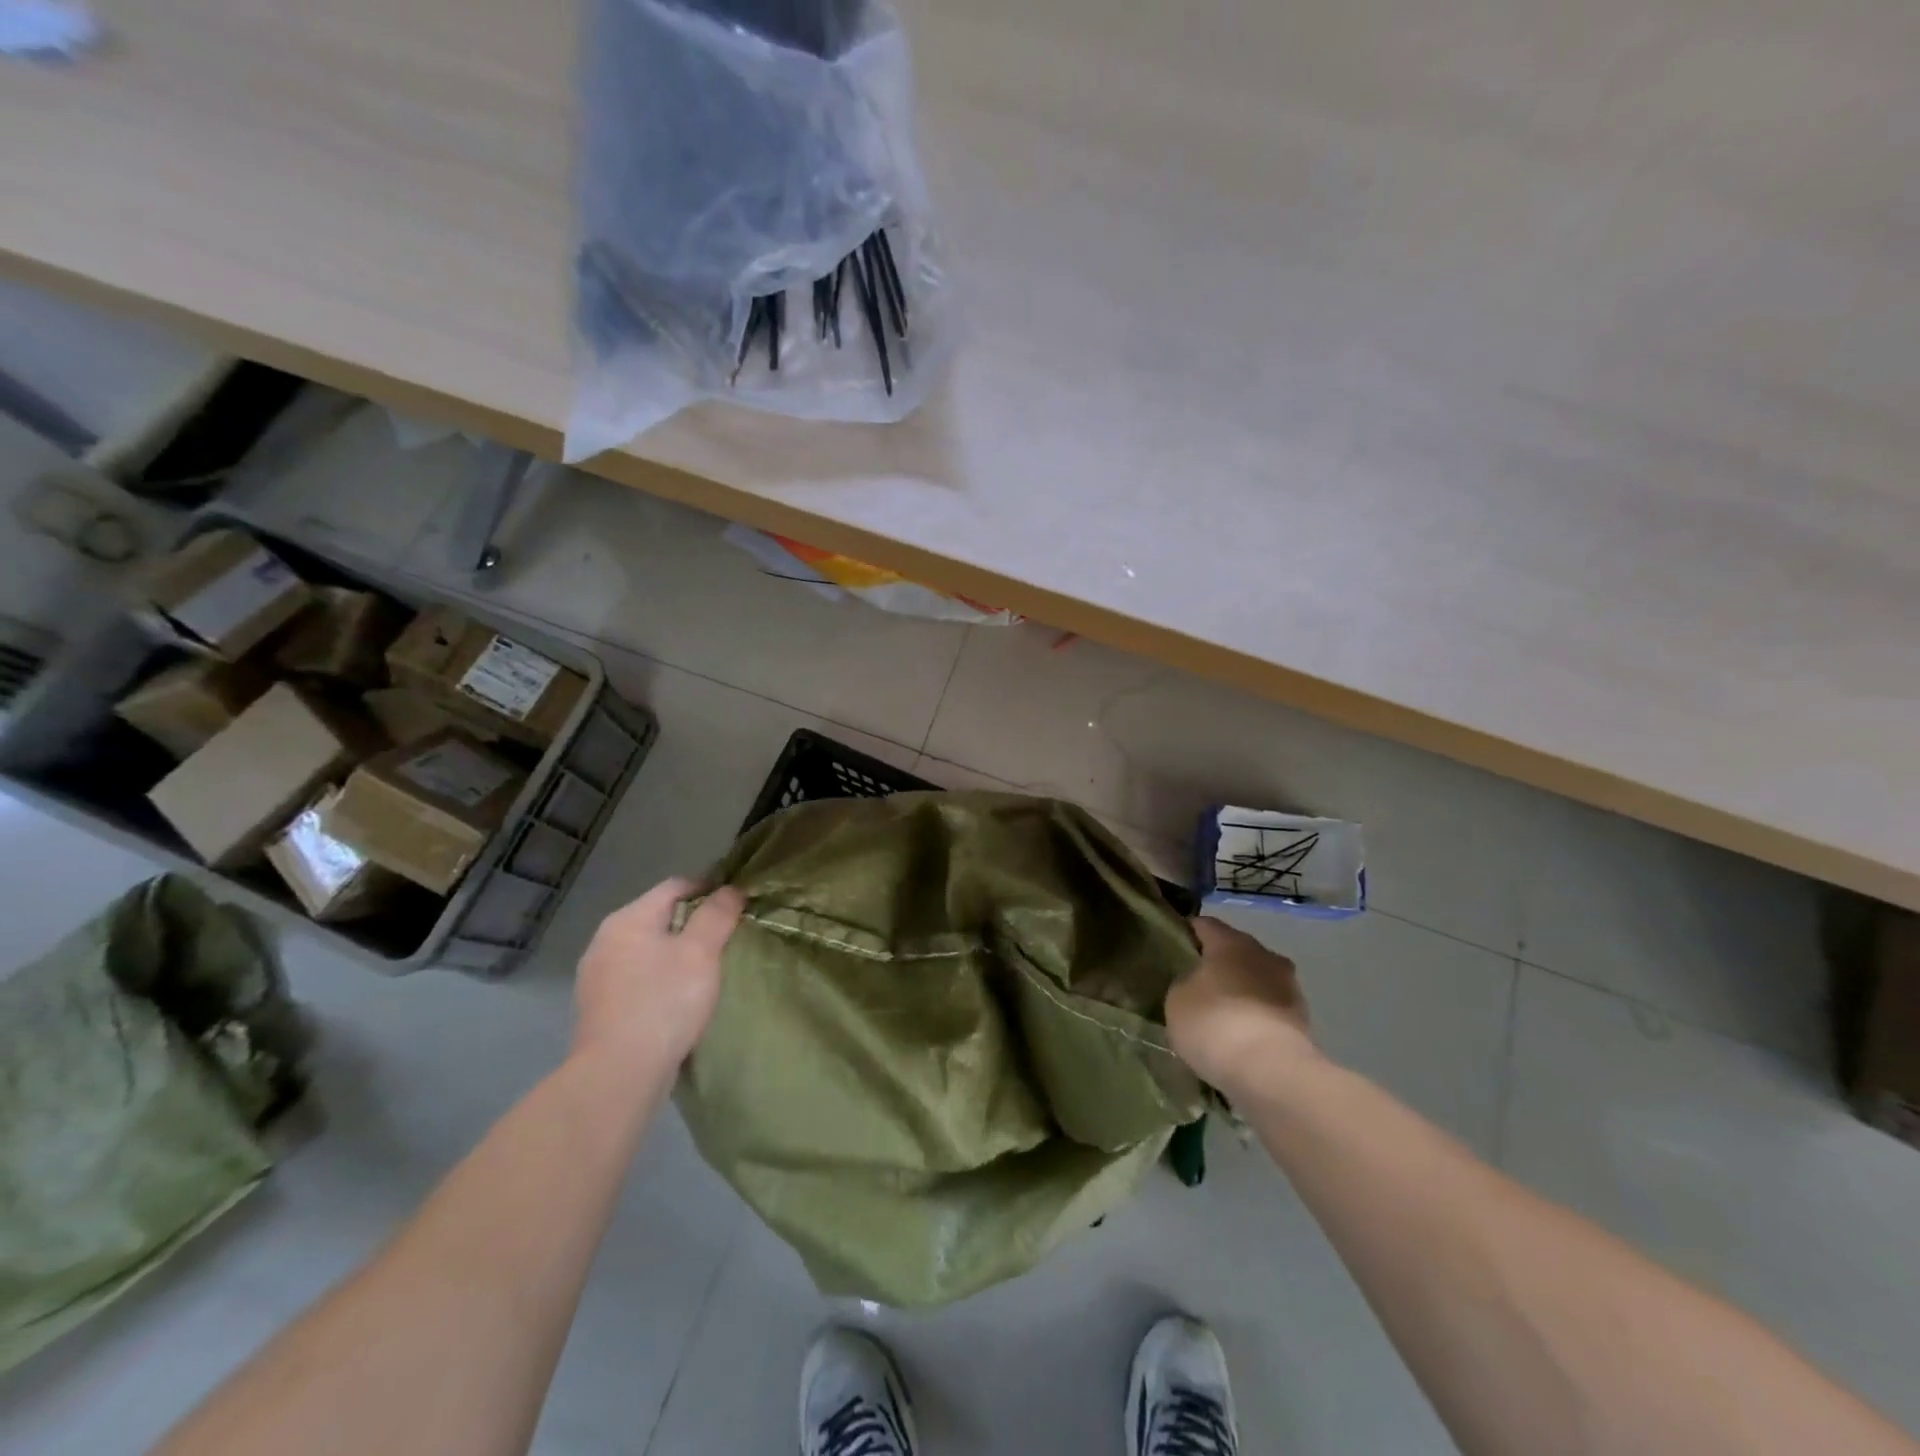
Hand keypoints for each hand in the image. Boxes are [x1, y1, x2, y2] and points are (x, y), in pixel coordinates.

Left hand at [573, 877, 745, 1078]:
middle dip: (694, 923)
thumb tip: (730, 889)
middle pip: (660, 917)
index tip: (737, 906)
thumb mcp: (701, 952)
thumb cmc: (664, 1002)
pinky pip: (638, 979)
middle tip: (726, 941)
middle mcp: (605, 940)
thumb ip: (717, 914)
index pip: (675, 886)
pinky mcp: (599, 1008)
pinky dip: (660, 980)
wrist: (618, 1075)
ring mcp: (597, 976)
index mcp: (628, 919)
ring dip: (676, 954)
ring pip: (648, 950)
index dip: (710, 889)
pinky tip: (678, 1000)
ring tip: (706, 972)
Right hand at [1166, 916, 1318, 1092]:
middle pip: (1235, 951)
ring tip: (1219, 1016)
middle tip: (1194, 986)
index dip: (1186, 934)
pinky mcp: (1302, 1019)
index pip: (1204, 924)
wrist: (1271, 1071)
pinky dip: (1256, 1017)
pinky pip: (1269, 1009)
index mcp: (1231, 941)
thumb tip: (1195, 982)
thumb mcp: (1177, 999)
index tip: (1171, 950)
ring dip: (1241, 992)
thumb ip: (1184, 982)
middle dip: (1217, 965)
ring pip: (1256, 980)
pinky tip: (1240, 1038)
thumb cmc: (1214, 1023)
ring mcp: (1288, 986)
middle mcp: (1264, 954)